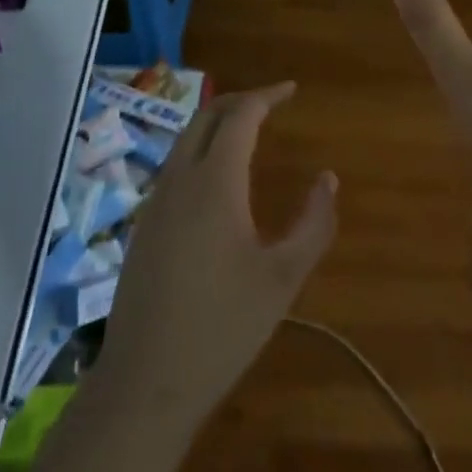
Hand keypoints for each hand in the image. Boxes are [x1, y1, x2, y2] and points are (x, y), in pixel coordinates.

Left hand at [96, 83, 336, 427]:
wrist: (146, 381)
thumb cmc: (223, 328)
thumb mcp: (283, 278)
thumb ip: (313, 223)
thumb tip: (327, 179)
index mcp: (214, 182)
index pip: (240, 116)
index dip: (267, 96)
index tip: (291, 90)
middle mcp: (179, 179)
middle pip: (206, 117)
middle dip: (239, 101)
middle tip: (272, 103)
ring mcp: (155, 202)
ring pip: (185, 140)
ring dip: (216, 125)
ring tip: (248, 132)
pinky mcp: (143, 225)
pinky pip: (174, 167)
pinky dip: (200, 151)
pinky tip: (217, 180)